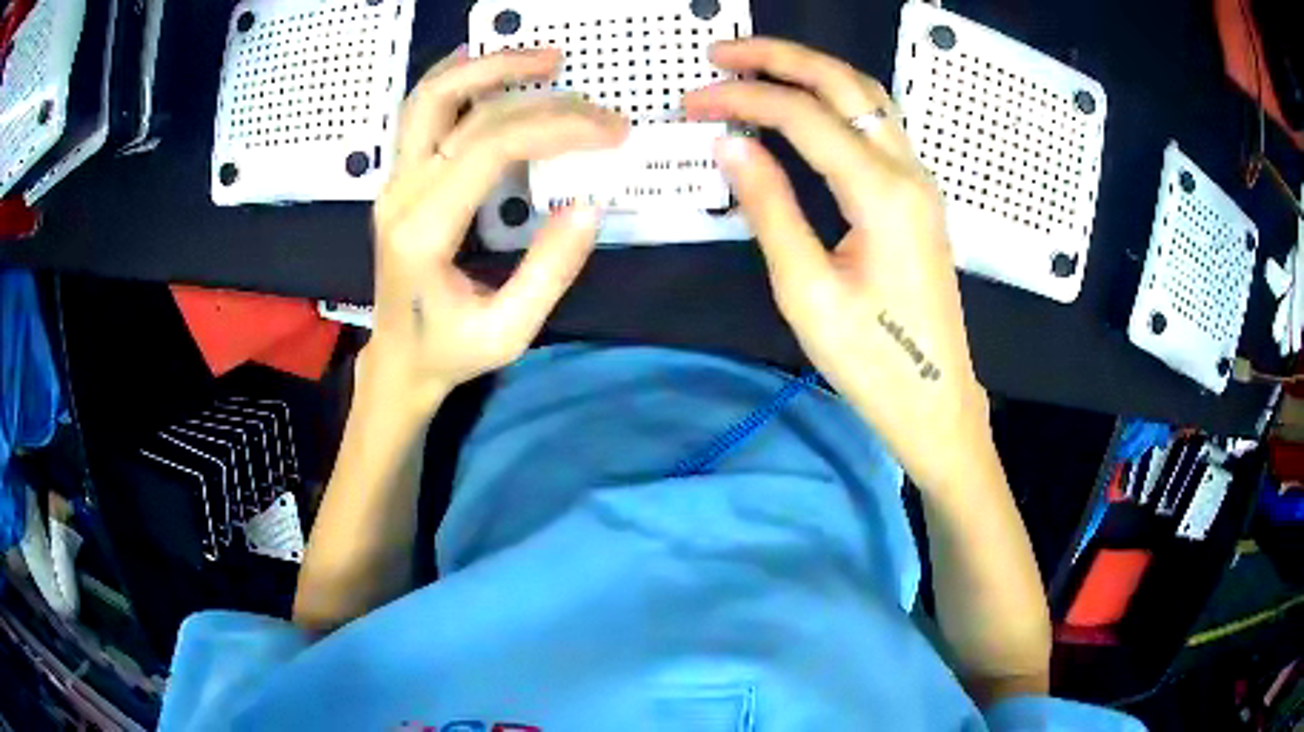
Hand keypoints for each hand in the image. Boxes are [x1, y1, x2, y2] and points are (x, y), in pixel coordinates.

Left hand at [367, 47, 627, 414]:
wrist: (398, 360)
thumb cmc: (451, 352)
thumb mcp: (509, 331)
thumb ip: (550, 272)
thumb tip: (591, 203)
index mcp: (424, 233)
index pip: (487, 150)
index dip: (554, 128)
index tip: (610, 130)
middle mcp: (399, 195)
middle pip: (452, 106)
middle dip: (522, 83)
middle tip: (576, 79)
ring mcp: (392, 182)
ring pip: (427, 97)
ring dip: (482, 66)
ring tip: (539, 58)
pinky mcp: (398, 179)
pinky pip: (419, 111)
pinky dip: (455, 78)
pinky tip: (488, 66)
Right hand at [684, 38, 990, 491]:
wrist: (934, 399)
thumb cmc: (871, 360)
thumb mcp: (807, 291)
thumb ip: (769, 207)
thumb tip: (730, 144)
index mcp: (881, 193)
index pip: (803, 115)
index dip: (743, 98)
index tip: (693, 101)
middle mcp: (908, 170)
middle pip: (845, 83)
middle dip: (781, 57)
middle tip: (723, 52)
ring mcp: (920, 181)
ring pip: (869, 96)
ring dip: (813, 71)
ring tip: (758, 67)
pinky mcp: (918, 196)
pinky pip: (878, 124)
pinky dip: (836, 100)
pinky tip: (805, 106)